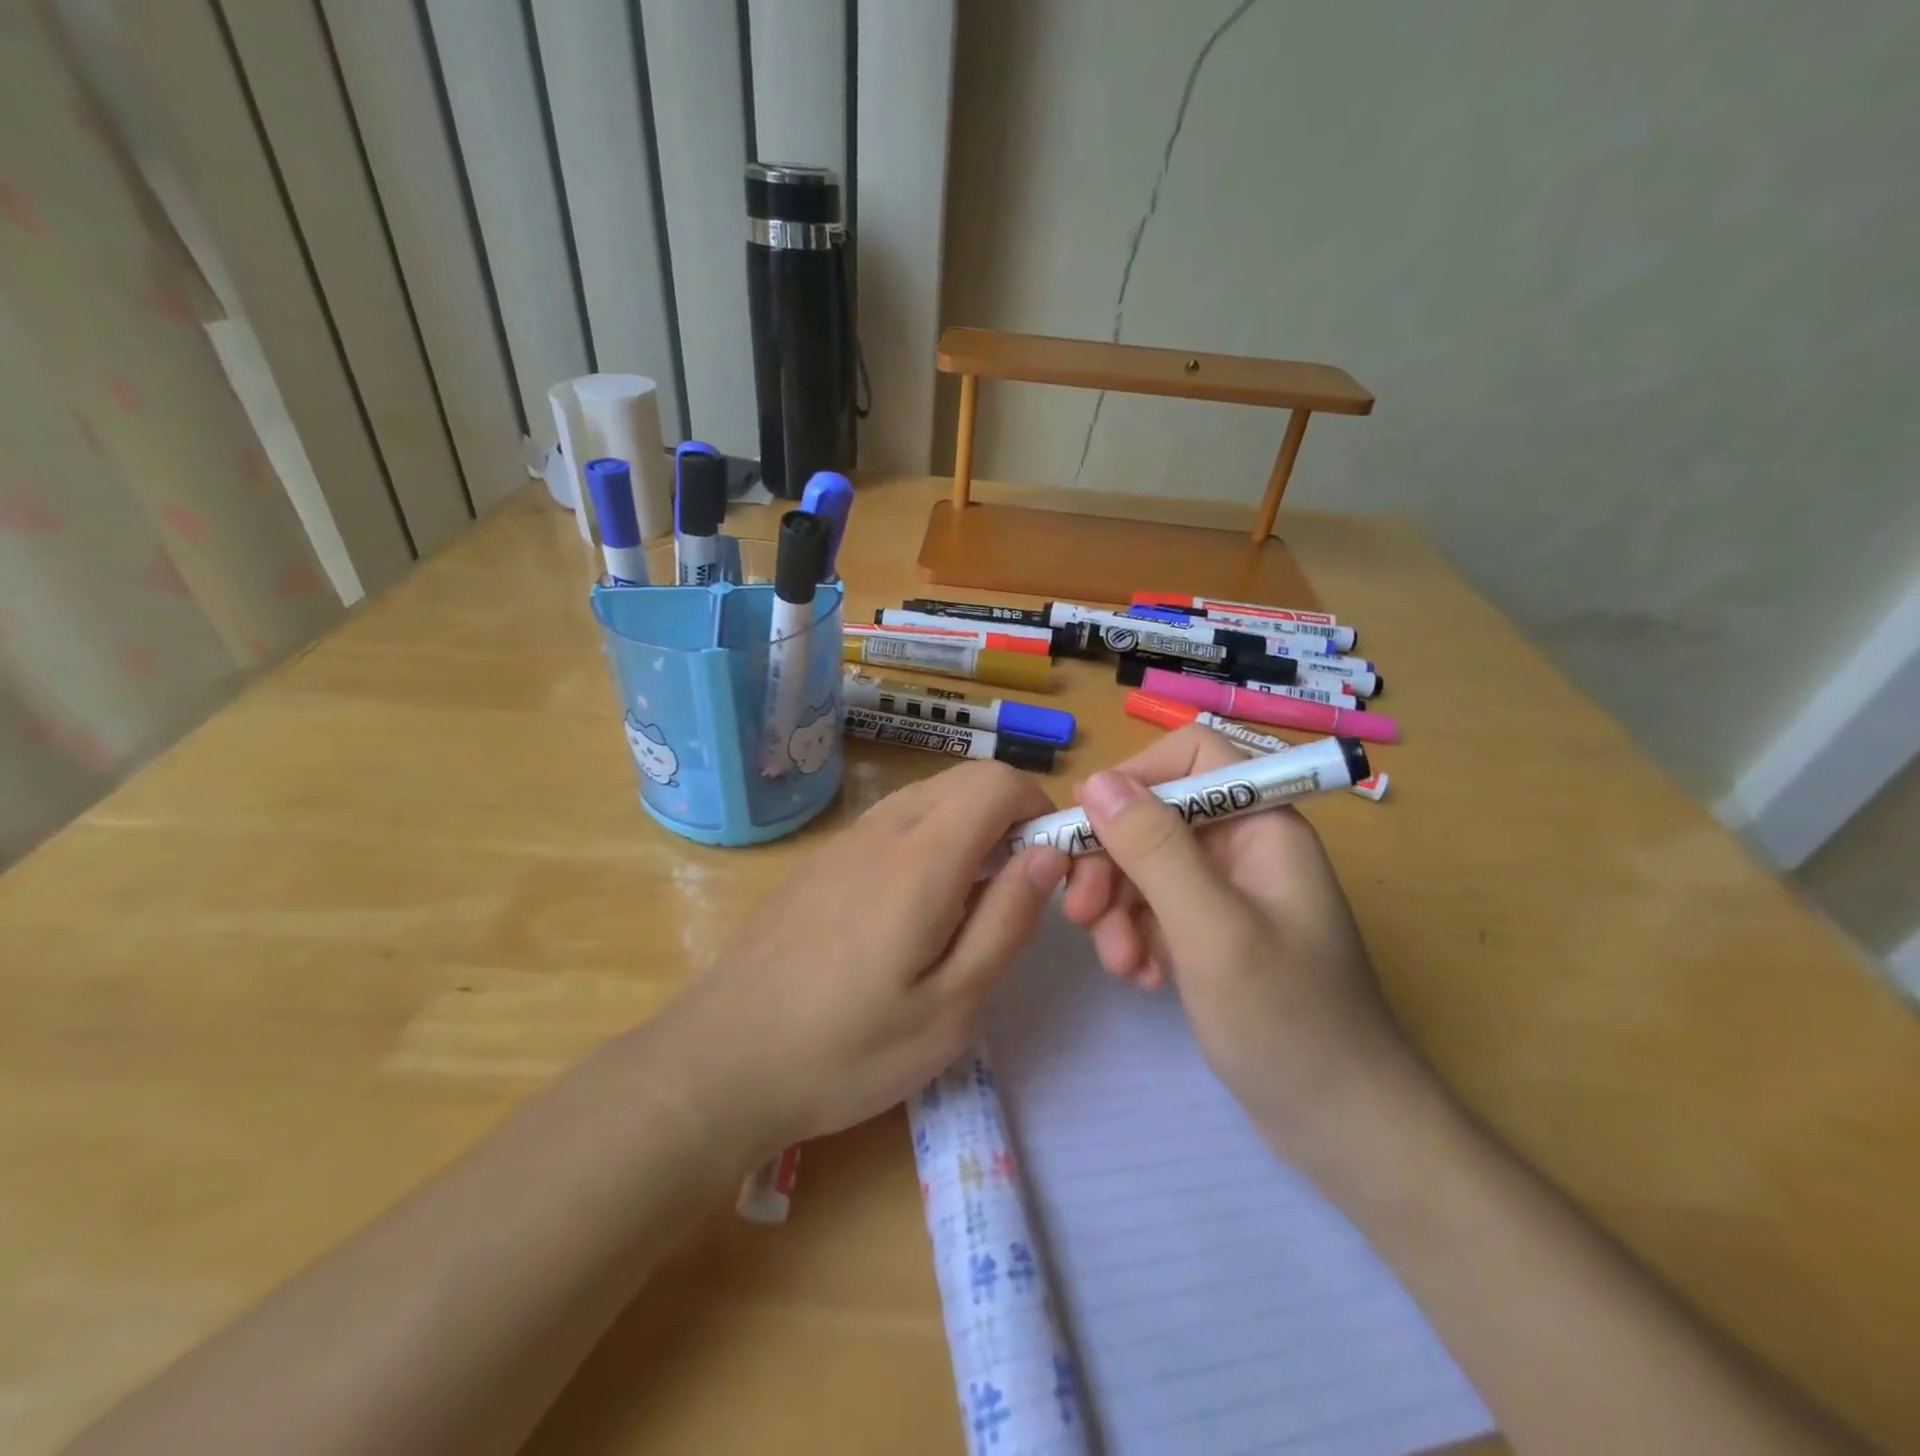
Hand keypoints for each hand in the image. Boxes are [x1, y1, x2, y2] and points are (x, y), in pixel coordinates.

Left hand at [673, 760, 1068, 1157]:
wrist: (721, 1061)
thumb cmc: (847, 1050)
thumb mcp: (951, 1008)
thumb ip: (1006, 921)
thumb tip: (1046, 855)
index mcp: (922, 859)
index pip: (998, 782)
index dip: (1038, 808)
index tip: (1048, 864)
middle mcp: (883, 830)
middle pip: (966, 779)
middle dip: (1008, 814)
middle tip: (1014, 888)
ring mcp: (845, 840)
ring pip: (929, 795)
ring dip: (967, 825)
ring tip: (966, 902)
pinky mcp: (821, 859)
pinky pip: (893, 820)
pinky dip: (928, 837)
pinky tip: (912, 908)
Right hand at [1063, 725, 1419, 1160]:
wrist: (1344, 1128)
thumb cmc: (1288, 1022)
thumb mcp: (1212, 929)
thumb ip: (1154, 849)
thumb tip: (1095, 780)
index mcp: (1262, 824)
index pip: (1191, 756)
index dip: (1134, 777)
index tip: (1086, 826)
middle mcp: (1244, 846)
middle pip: (1156, 815)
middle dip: (1112, 860)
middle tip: (1079, 912)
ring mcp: (1228, 892)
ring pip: (1146, 865)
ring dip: (1118, 907)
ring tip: (1119, 963)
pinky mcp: (1212, 933)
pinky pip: (1155, 908)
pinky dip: (1136, 935)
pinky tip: (1141, 977)